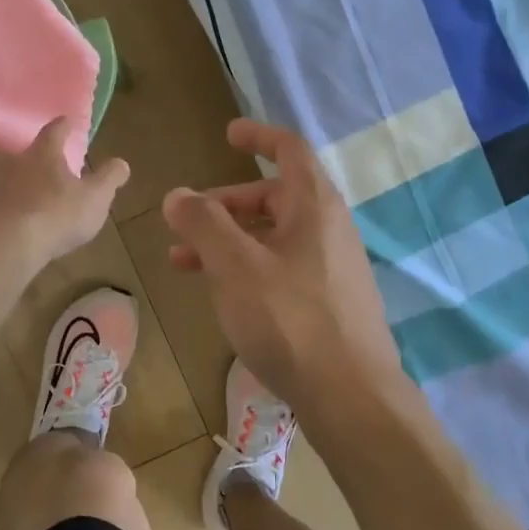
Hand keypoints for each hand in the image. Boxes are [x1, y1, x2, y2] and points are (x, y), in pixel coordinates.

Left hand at [0, 118, 128, 266]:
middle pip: (3, 152)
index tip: (67, 121)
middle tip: (19, 160)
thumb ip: (109, 178)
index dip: (62, 126)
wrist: (14, 244)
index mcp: (43, 156)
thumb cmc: (60, 214)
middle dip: (10, 154)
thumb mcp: (96, 197)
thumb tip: (121, 163)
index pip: (53, 132)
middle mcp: (13, 167)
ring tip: (4, 188)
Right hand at [163, 118, 404, 412]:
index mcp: (314, 206)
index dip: (258, 136)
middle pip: (273, 198)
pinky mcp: (329, 301)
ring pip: (272, 238)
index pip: (289, 151)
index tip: (227, 134)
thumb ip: (204, 224)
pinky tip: (222, 295)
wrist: (350, 394)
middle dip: (224, 205)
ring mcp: (332, 267)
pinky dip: (248, 268)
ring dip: (228, 242)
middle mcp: (328, 229)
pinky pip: (282, 268)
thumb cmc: (290, 319)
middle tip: (184, 222)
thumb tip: (177, 195)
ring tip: (183, 263)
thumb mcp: (235, 266)